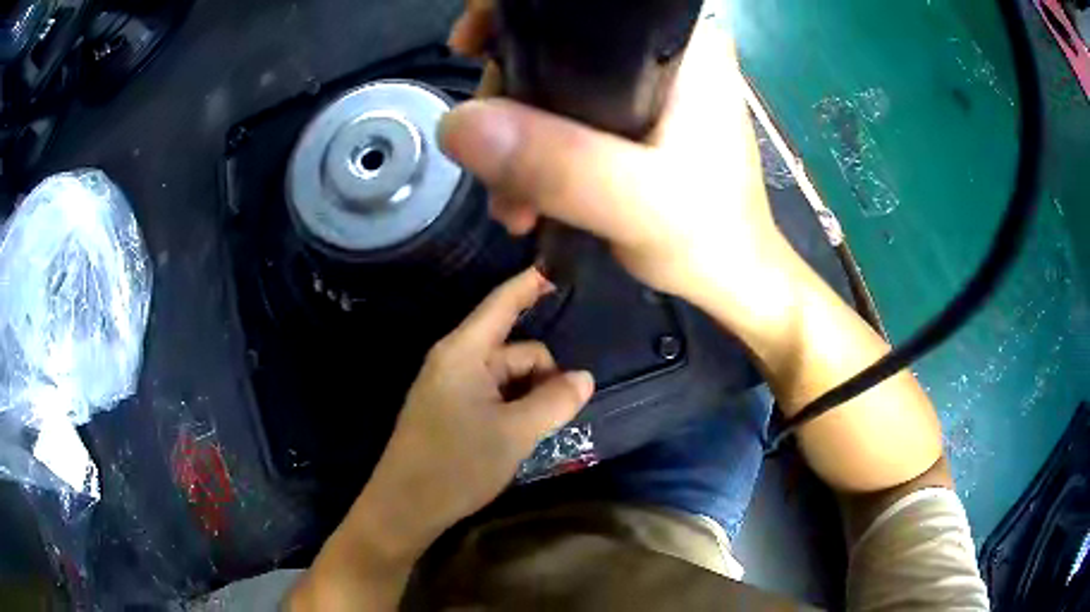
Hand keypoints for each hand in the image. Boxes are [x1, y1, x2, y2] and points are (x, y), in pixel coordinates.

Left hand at [364, 267, 594, 551]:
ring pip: (507, 377)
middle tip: (560, 413)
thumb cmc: (456, 465)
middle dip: (543, 374)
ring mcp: (451, 387)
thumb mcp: (515, 433)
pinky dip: (515, 407)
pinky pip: (494, 395)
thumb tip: (585, 377)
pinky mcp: (451, 410)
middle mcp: (455, 361)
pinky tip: (522, 435)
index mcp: (463, 353)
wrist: (405, 508)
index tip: (556, 268)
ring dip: (530, 396)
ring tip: (538, 433)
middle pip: (514, 350)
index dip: (528, 285)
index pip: (501, 304)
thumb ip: (554, 401)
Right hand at [441, 4, 796, 334]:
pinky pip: (564, 112)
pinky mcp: (635, 113)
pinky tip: (528, 197)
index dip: (516, 14)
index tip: (473, 48)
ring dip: (517, 137)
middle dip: (509, 99)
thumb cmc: (708, 237)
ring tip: (515, 204)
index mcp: (681, 45)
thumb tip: (459, 125)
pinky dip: (537, 150)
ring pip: (552, 82)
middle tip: (495, 164)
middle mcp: (663, 51)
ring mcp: (647, 82)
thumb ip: (559, 164)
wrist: (730, 277)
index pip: (581, 3)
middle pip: (554, 44)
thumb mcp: (636, 203)